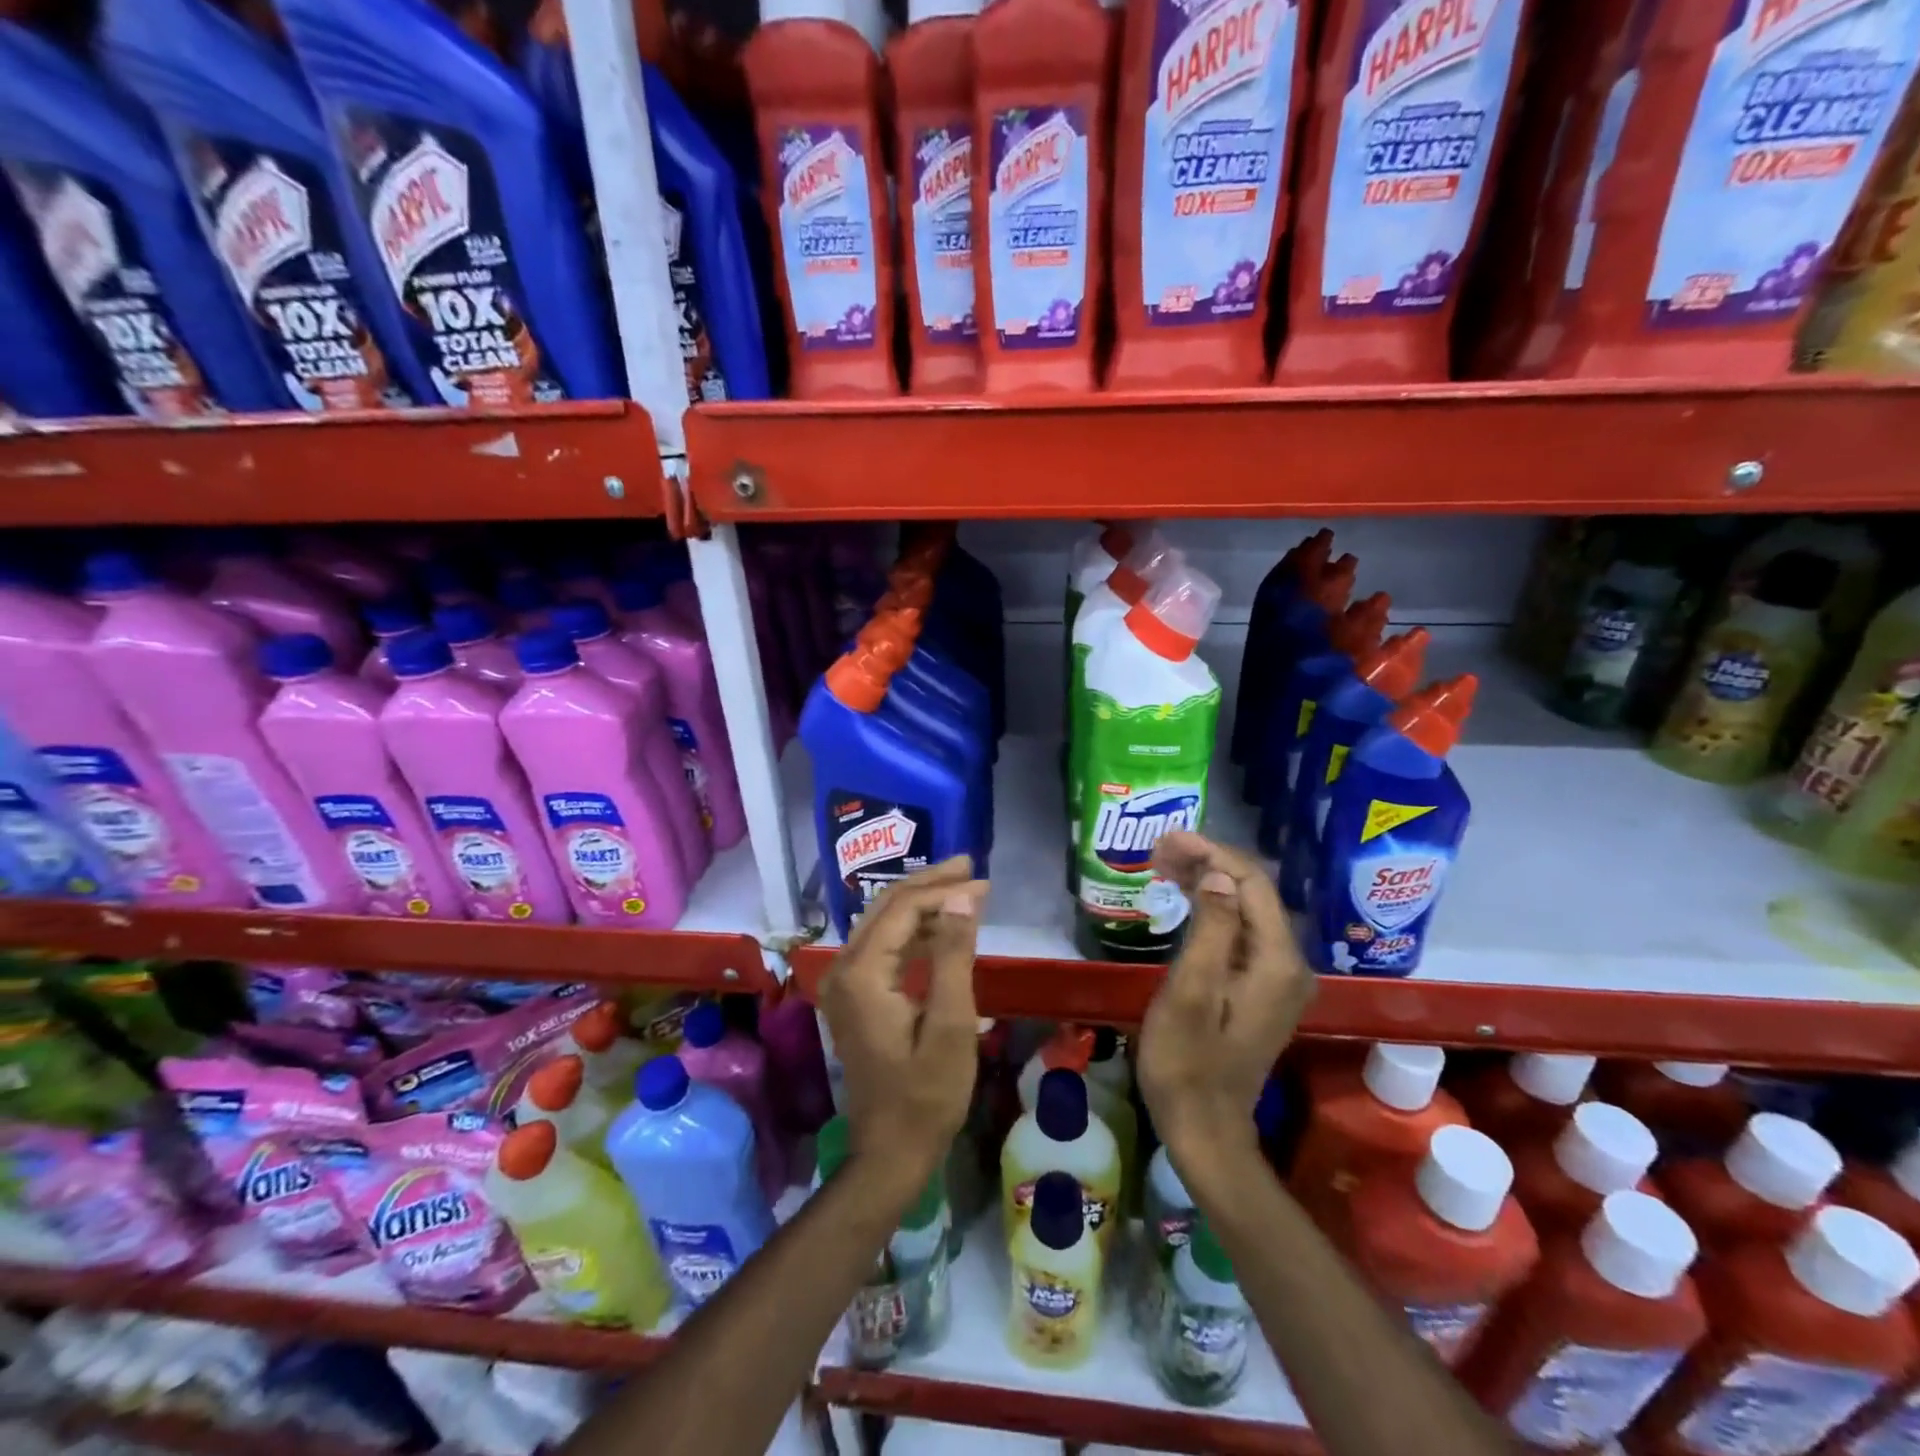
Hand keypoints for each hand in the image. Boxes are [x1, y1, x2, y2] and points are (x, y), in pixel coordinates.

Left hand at [819, 857, 986, 1199]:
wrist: (890, 1151)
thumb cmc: (927, 1094)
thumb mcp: (950, 1025)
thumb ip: (954, 955)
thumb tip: (964, 896)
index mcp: (862, 973)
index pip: (903, 909)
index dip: (944, 890)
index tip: (985, 882)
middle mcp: (844, 968)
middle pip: (887, 907)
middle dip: (930, 884)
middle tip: (972, 868)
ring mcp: (845, 983)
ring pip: (884, 923)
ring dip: (923, 904)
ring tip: (965, 891)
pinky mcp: (855, 996)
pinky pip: (883, 946)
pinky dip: (914, 932)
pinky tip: (943, 929)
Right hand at [1137, 832, 1315, 1173]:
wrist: (1204, 1127)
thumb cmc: (1186, 1062)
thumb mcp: (1190, 992)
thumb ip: (1210, 929)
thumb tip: (1218, 876)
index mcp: (1276, 962)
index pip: (1251, 884)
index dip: (1211, 854)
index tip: (1166, 841)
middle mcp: (1289, 964)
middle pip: (1253, 892)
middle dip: (1208, 863)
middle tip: (1158, 851)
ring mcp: (1279, 979)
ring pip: (1247, 909)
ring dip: (1208, 882)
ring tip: (1164, 865)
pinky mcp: (1263, 989)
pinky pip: (1242, 932)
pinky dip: (1213, 909)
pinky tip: (1186, 900)